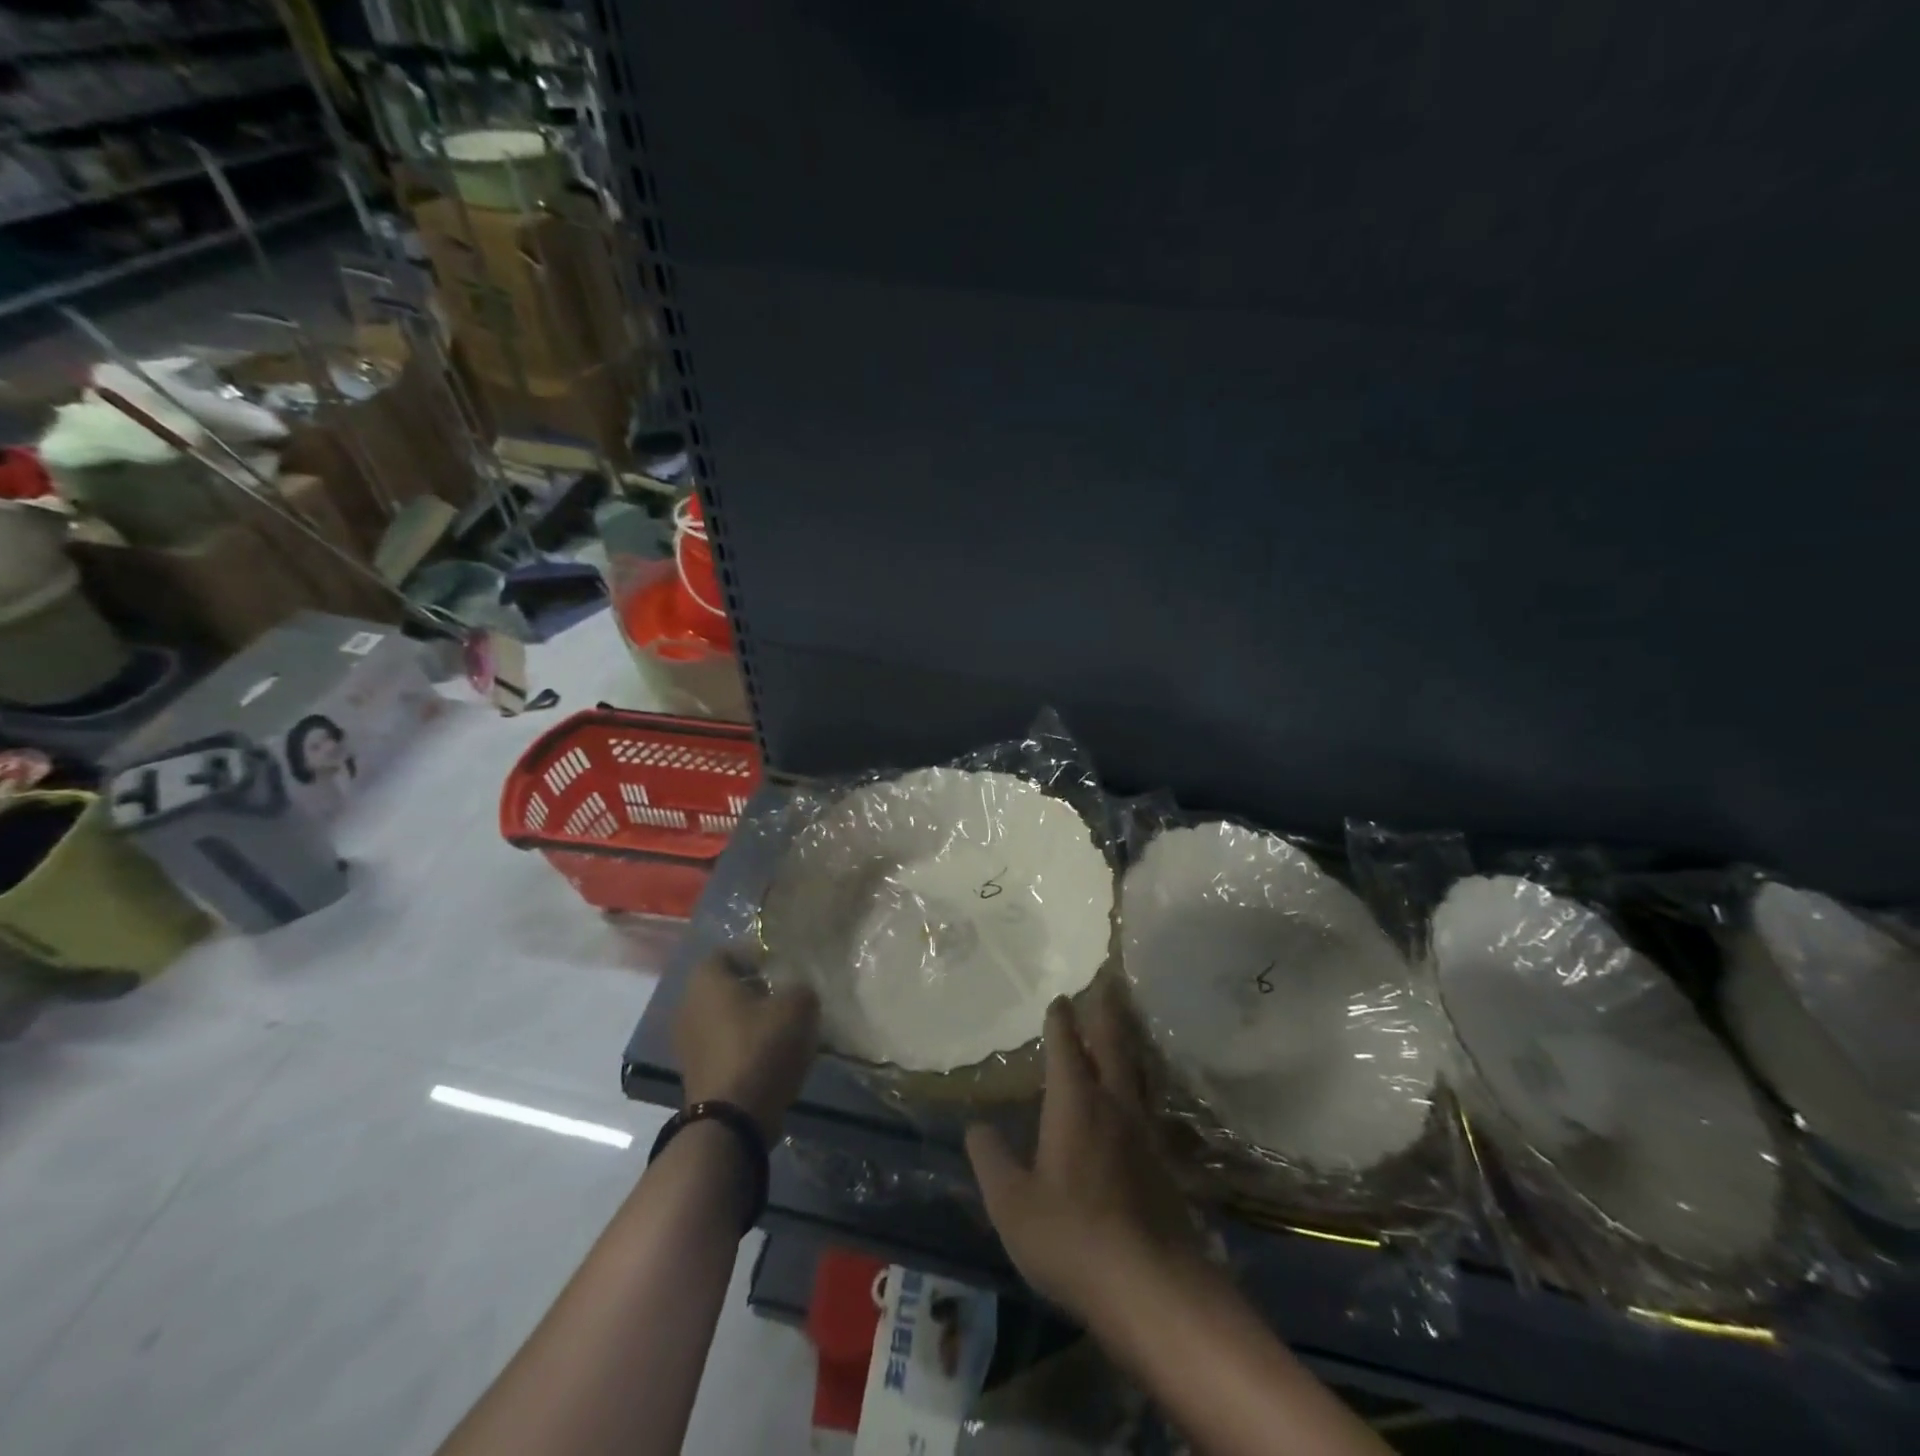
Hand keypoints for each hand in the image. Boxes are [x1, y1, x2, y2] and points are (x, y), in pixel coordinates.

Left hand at [674, 952, 819, 1138]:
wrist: (731, 1120)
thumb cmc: (760, 1048)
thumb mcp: (797, 1007)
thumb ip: (800, 988)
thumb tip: (797, 990)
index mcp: (706, 980)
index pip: (728, 952)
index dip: (756, 955)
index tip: (782, 966)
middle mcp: (688, 1005)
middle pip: (725, 986)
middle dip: (756, 988)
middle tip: (787, 994)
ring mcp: (687, 1042)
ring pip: (724, 1018)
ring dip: (751, 1019)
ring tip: (784, 1027)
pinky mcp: (695, 1072)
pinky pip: (723, 1046)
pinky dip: (744, 1045)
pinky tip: (772, 1054)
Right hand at [966, 980, 1200, 1324]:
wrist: (1152, 1287)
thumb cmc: (1071, 1237)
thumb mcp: (1012, 1203)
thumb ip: (991, 1160)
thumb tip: (976, 1126)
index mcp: (1076, 1102)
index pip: (1066, 1046)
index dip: (1061, 1020)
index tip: (1060, 998)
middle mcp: (1114, 1104)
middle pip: (1113, 1043)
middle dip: (1107, 1011)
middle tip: (1108, 984)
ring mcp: (1146, 1131)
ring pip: (1138, 1070)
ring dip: (1129, 1042)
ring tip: (1126, 1028)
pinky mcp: (1165, 1160)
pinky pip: (1150, 1103)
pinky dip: (1142, 1084)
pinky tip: (1140, 1098)